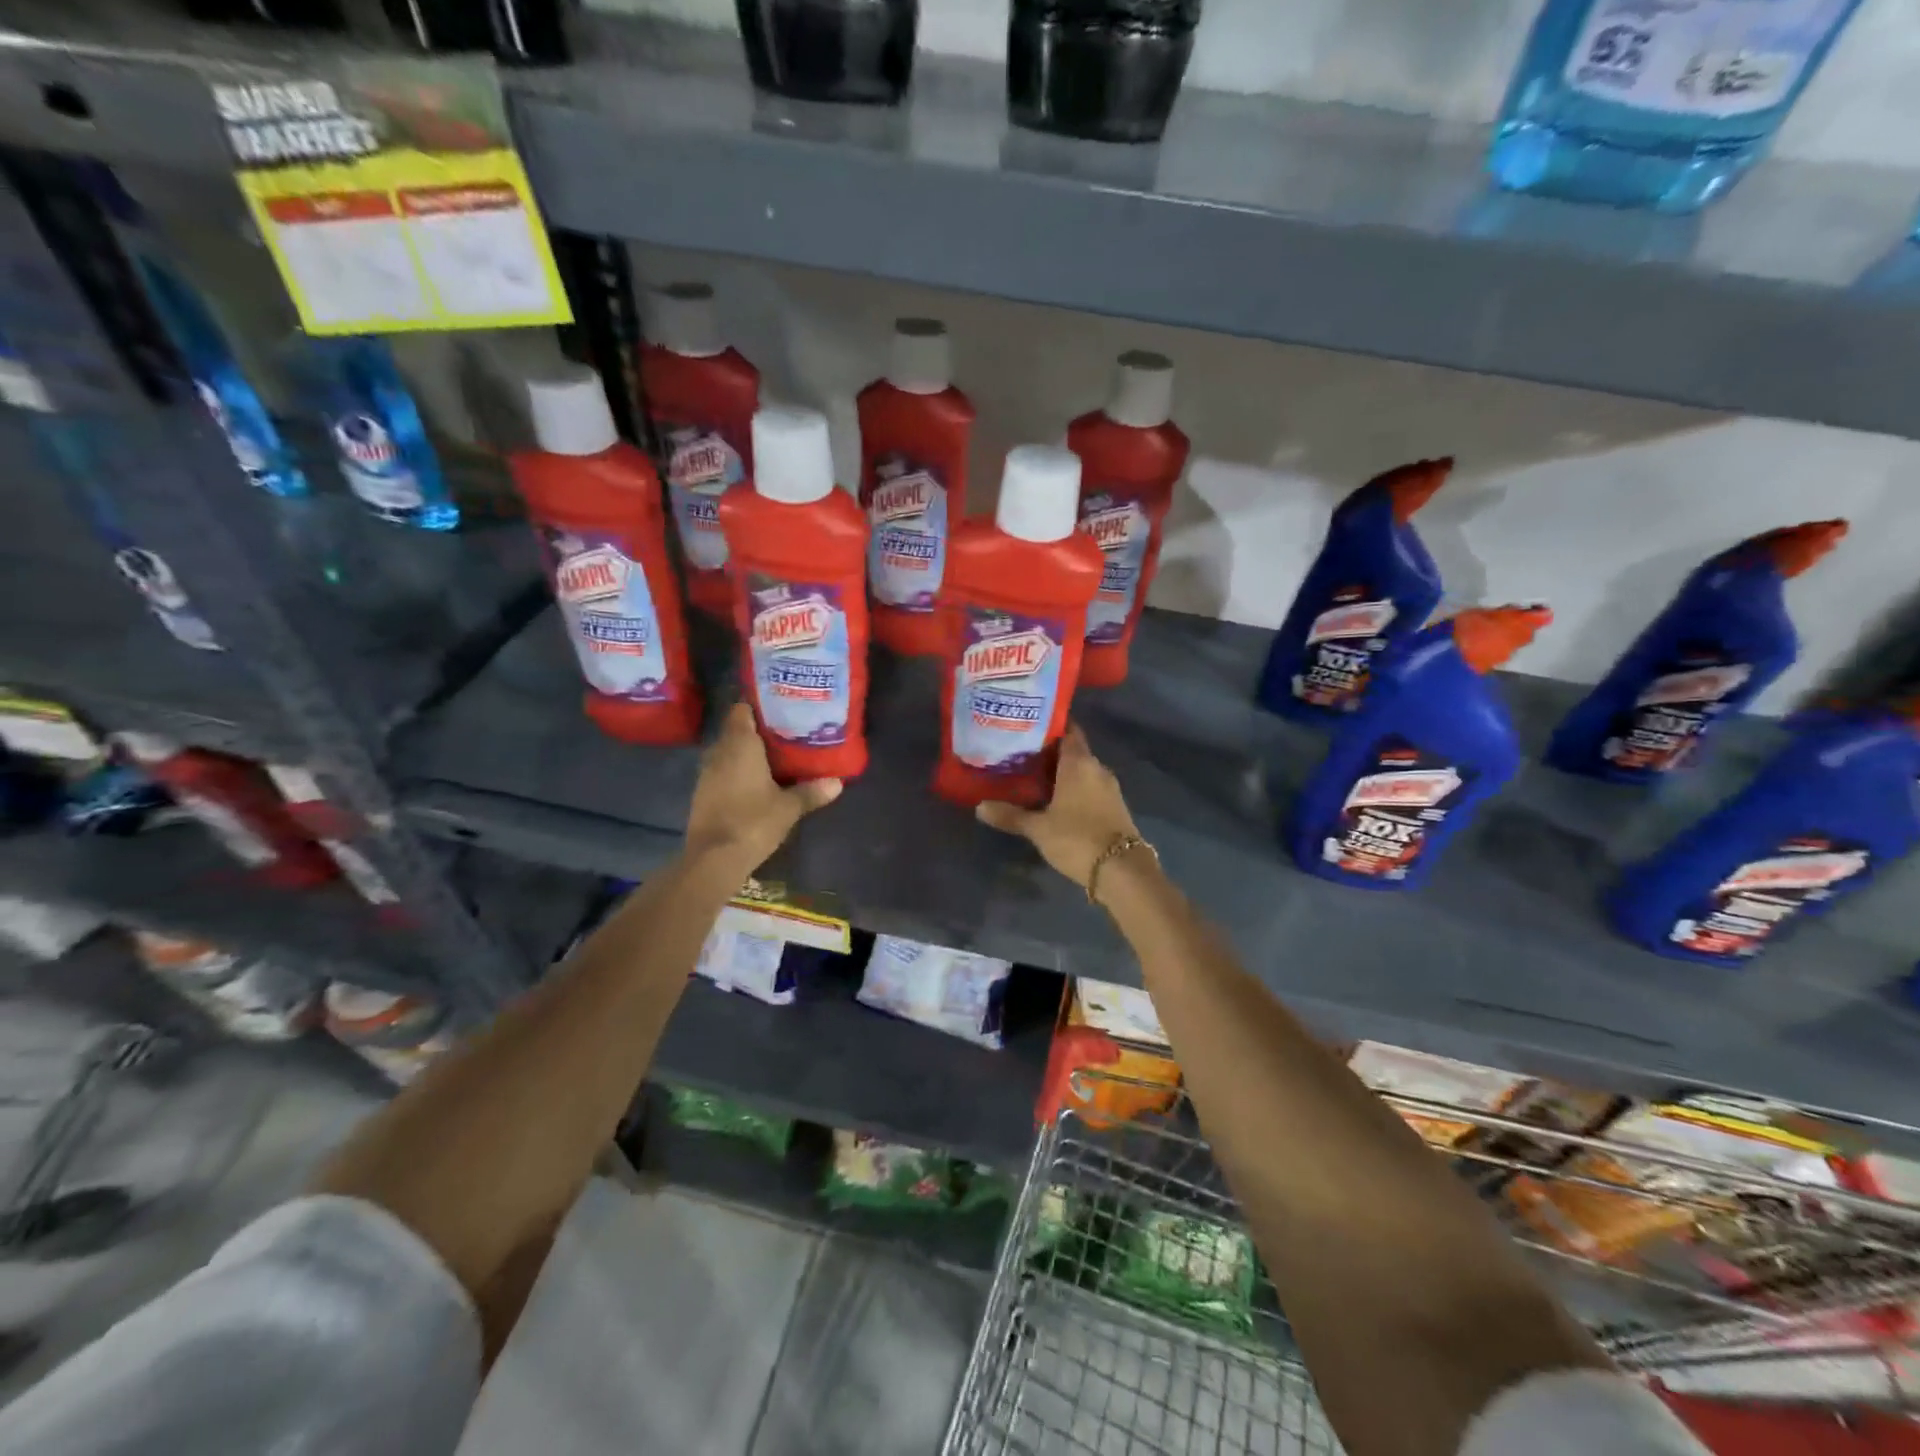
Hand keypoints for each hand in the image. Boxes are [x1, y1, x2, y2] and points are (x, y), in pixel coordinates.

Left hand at [685, 703, 841, 869]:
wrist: (713, 859)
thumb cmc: (753, 821)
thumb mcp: (789, 807)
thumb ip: (811, 791)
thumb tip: (838, 782)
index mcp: (740, 745)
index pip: (742, 710)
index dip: (759, 707)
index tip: (780, 709)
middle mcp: (719, 752)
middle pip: (737, 731)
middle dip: (759, 733)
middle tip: (786, 735)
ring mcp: (707, 774)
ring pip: (729, 753)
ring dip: (748, 755)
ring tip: (776, 758)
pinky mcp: (703, 794)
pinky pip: (723, 773)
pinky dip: (738, 773)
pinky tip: (757, 783)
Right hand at [975, 724, 1144, 895]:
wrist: (1122, 870)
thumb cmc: (1077, 838)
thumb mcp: (1038, 828)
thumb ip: (1010, 815)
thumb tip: (980, 807)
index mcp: (1079, 762)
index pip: (1068, 729)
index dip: (1050, 725)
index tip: (1028, 725)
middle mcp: (1097, 768)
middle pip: (1073, 750)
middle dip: (1050, 752)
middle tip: (1021, 755)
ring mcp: (1109, 787)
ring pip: (1082, 771)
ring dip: (1062, 773)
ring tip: (1033, 778)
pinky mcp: (1115, 806)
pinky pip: (1090, 787)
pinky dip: (1074, 789)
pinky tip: (1056, 800)